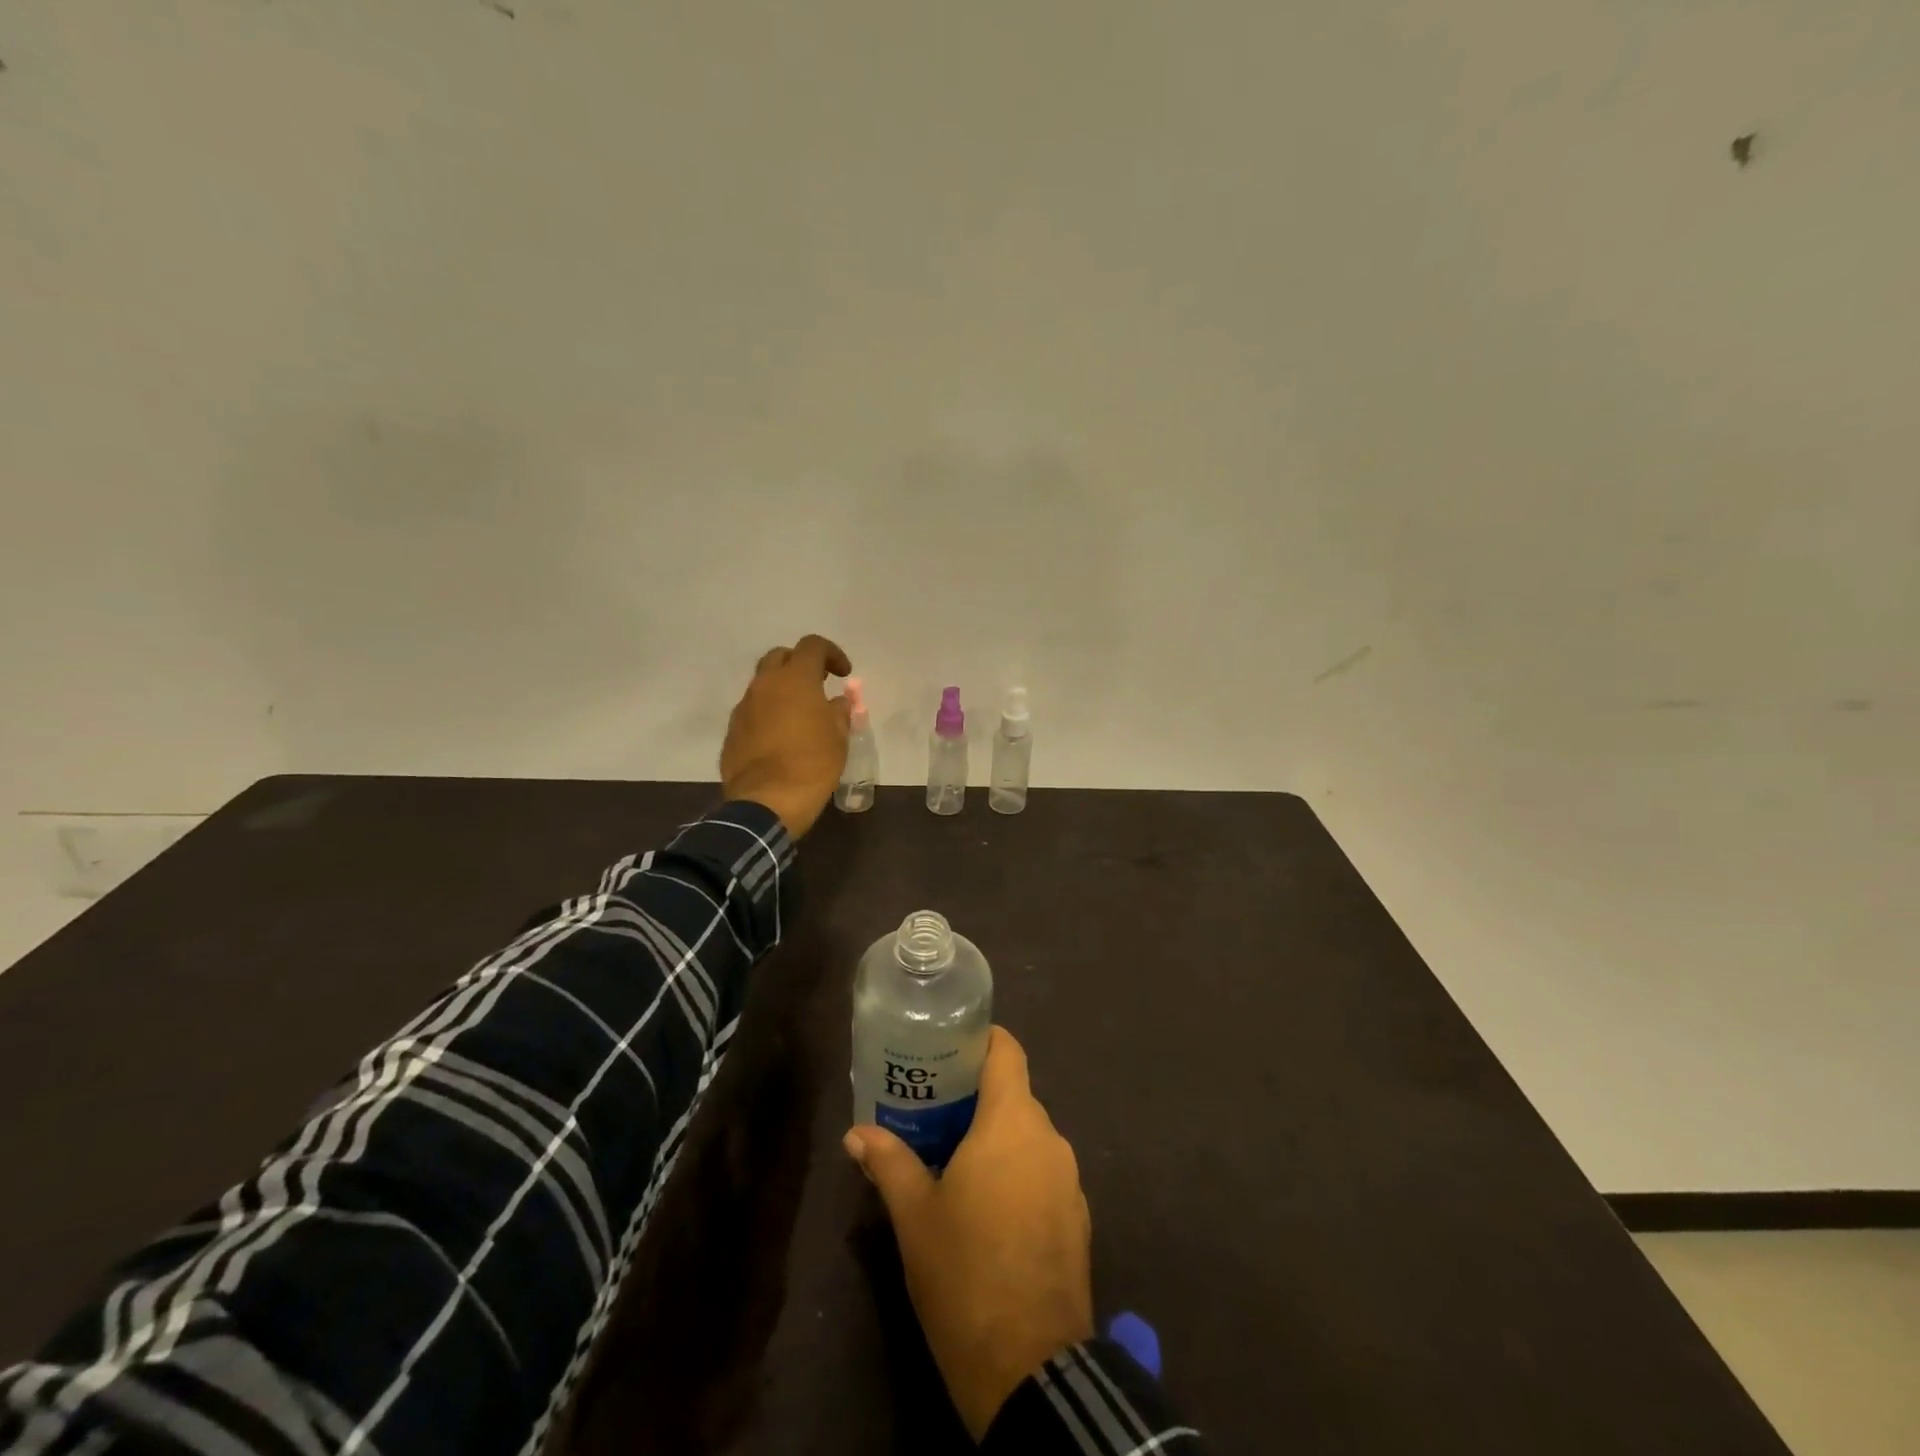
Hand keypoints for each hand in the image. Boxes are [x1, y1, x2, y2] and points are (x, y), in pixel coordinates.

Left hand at [719, 634, 852, 837]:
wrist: (766, 802)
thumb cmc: (812, 765)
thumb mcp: (838, 738)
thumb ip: (839, 712)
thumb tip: (836, 702)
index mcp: (795, 679)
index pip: (812, 646)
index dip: (831, 653)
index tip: (843, 674)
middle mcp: (765, 684)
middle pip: (780, 656)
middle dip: (800, 664)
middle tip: (818, 685)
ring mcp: (744, 707)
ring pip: (763, 683)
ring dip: (782, 689)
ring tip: (800, 713)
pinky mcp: (732, 730)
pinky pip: (753, 709)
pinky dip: (768, 712)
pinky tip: (781, 736)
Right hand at [843, 1027, 1092, 1441]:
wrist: (1030, 1368)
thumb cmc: (964, 1272)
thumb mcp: (914, 1215)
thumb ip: (889, 1162)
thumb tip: (856, 1133)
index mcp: (1011, 1122)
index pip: (1007, 1051)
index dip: (982, 1041)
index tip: (949, 1049)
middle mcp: (1048, 1137)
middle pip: (1014, 1095)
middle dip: (977, 1098)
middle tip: (934, 1111)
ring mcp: (1069, 1178)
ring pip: (1029, 1136)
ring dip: (997, 1140)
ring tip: (955, 1160)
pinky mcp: (1078, 1217)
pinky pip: (1044, 1173)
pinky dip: (1018, 1174)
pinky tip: (989, 1209)